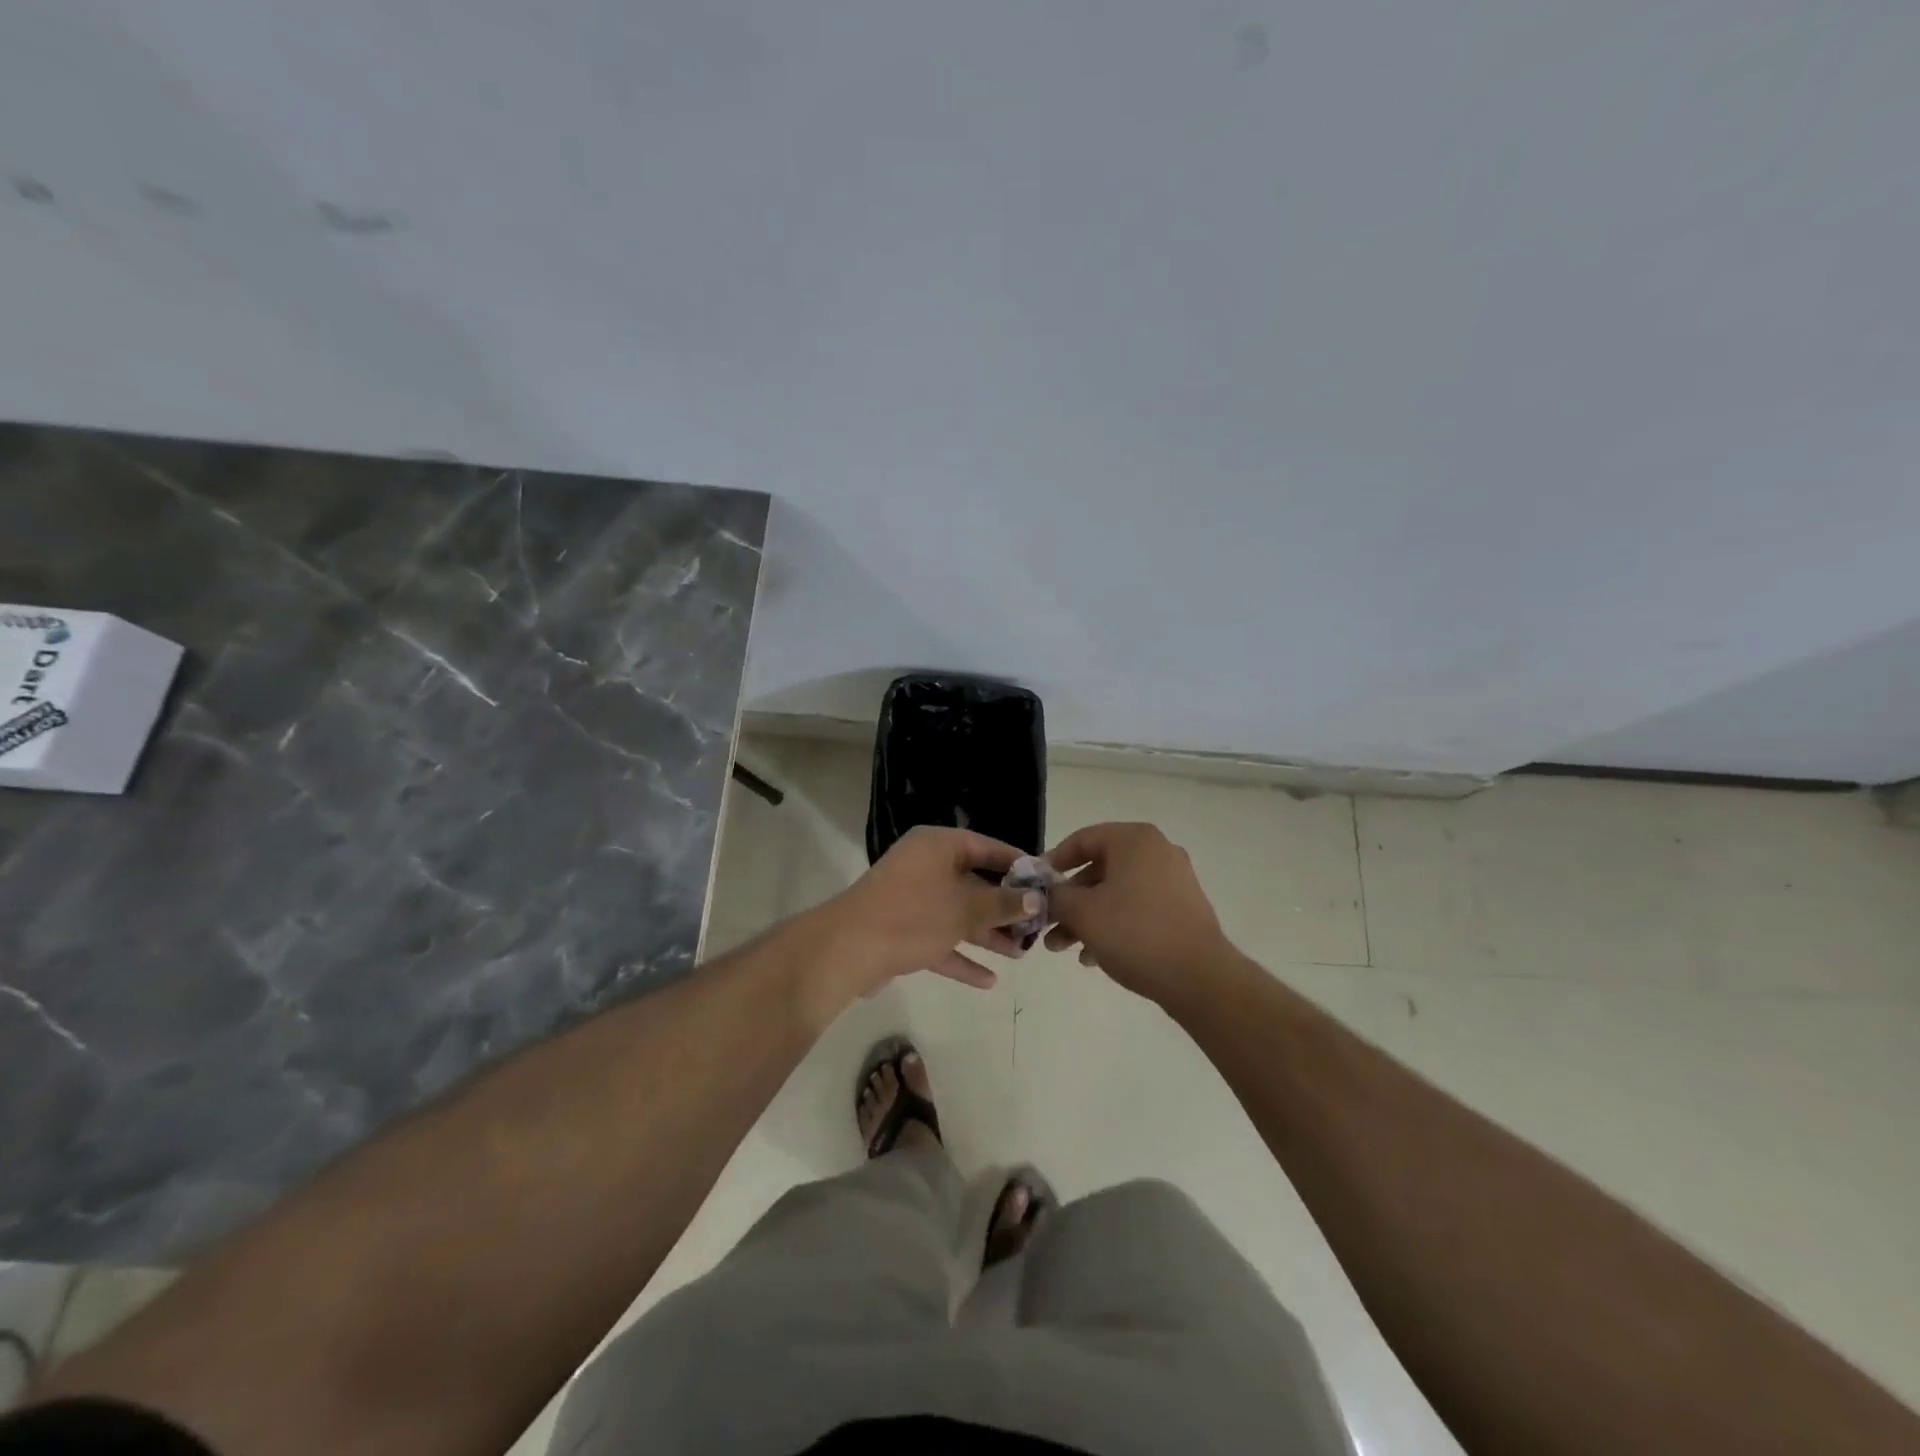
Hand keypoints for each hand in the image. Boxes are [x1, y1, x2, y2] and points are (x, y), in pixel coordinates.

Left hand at [799, 826, 1040, 1018]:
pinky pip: (939, 939)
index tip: (1045, 883)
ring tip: (1021, 952)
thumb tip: (1036, 899)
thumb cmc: (913, 916)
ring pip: (958, 914)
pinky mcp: (902, 931)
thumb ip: (1003, 904)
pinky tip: (989, 980)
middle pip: (974, 883)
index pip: (987, 847)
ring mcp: (911, 899)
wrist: (847, 950)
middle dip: (1004, 907)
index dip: (1017, 865)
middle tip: (1037, 925)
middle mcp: (925, 866)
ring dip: (987, 934)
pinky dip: (961, 956)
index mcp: (938, 846)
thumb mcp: (965, 908)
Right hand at [1044, 822, 1235, 1005]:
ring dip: (1086, 918)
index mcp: (1134, 840)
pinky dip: (1113, 925)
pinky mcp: (1182, 909)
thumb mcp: (1082, 912)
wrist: (1199, 978)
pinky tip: (1093, 957)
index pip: (1082, 839)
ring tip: (1064, 948)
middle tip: (1047, 925)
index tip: (1035, 886)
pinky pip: (1137, 908)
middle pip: (1099, 869)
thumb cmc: (1134, 933)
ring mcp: (1174, 880)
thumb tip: (1044, 892)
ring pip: (1116, 893)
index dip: (1053, 862)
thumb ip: (1055, 896)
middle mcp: (1156, 852)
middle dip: (1069, 900)